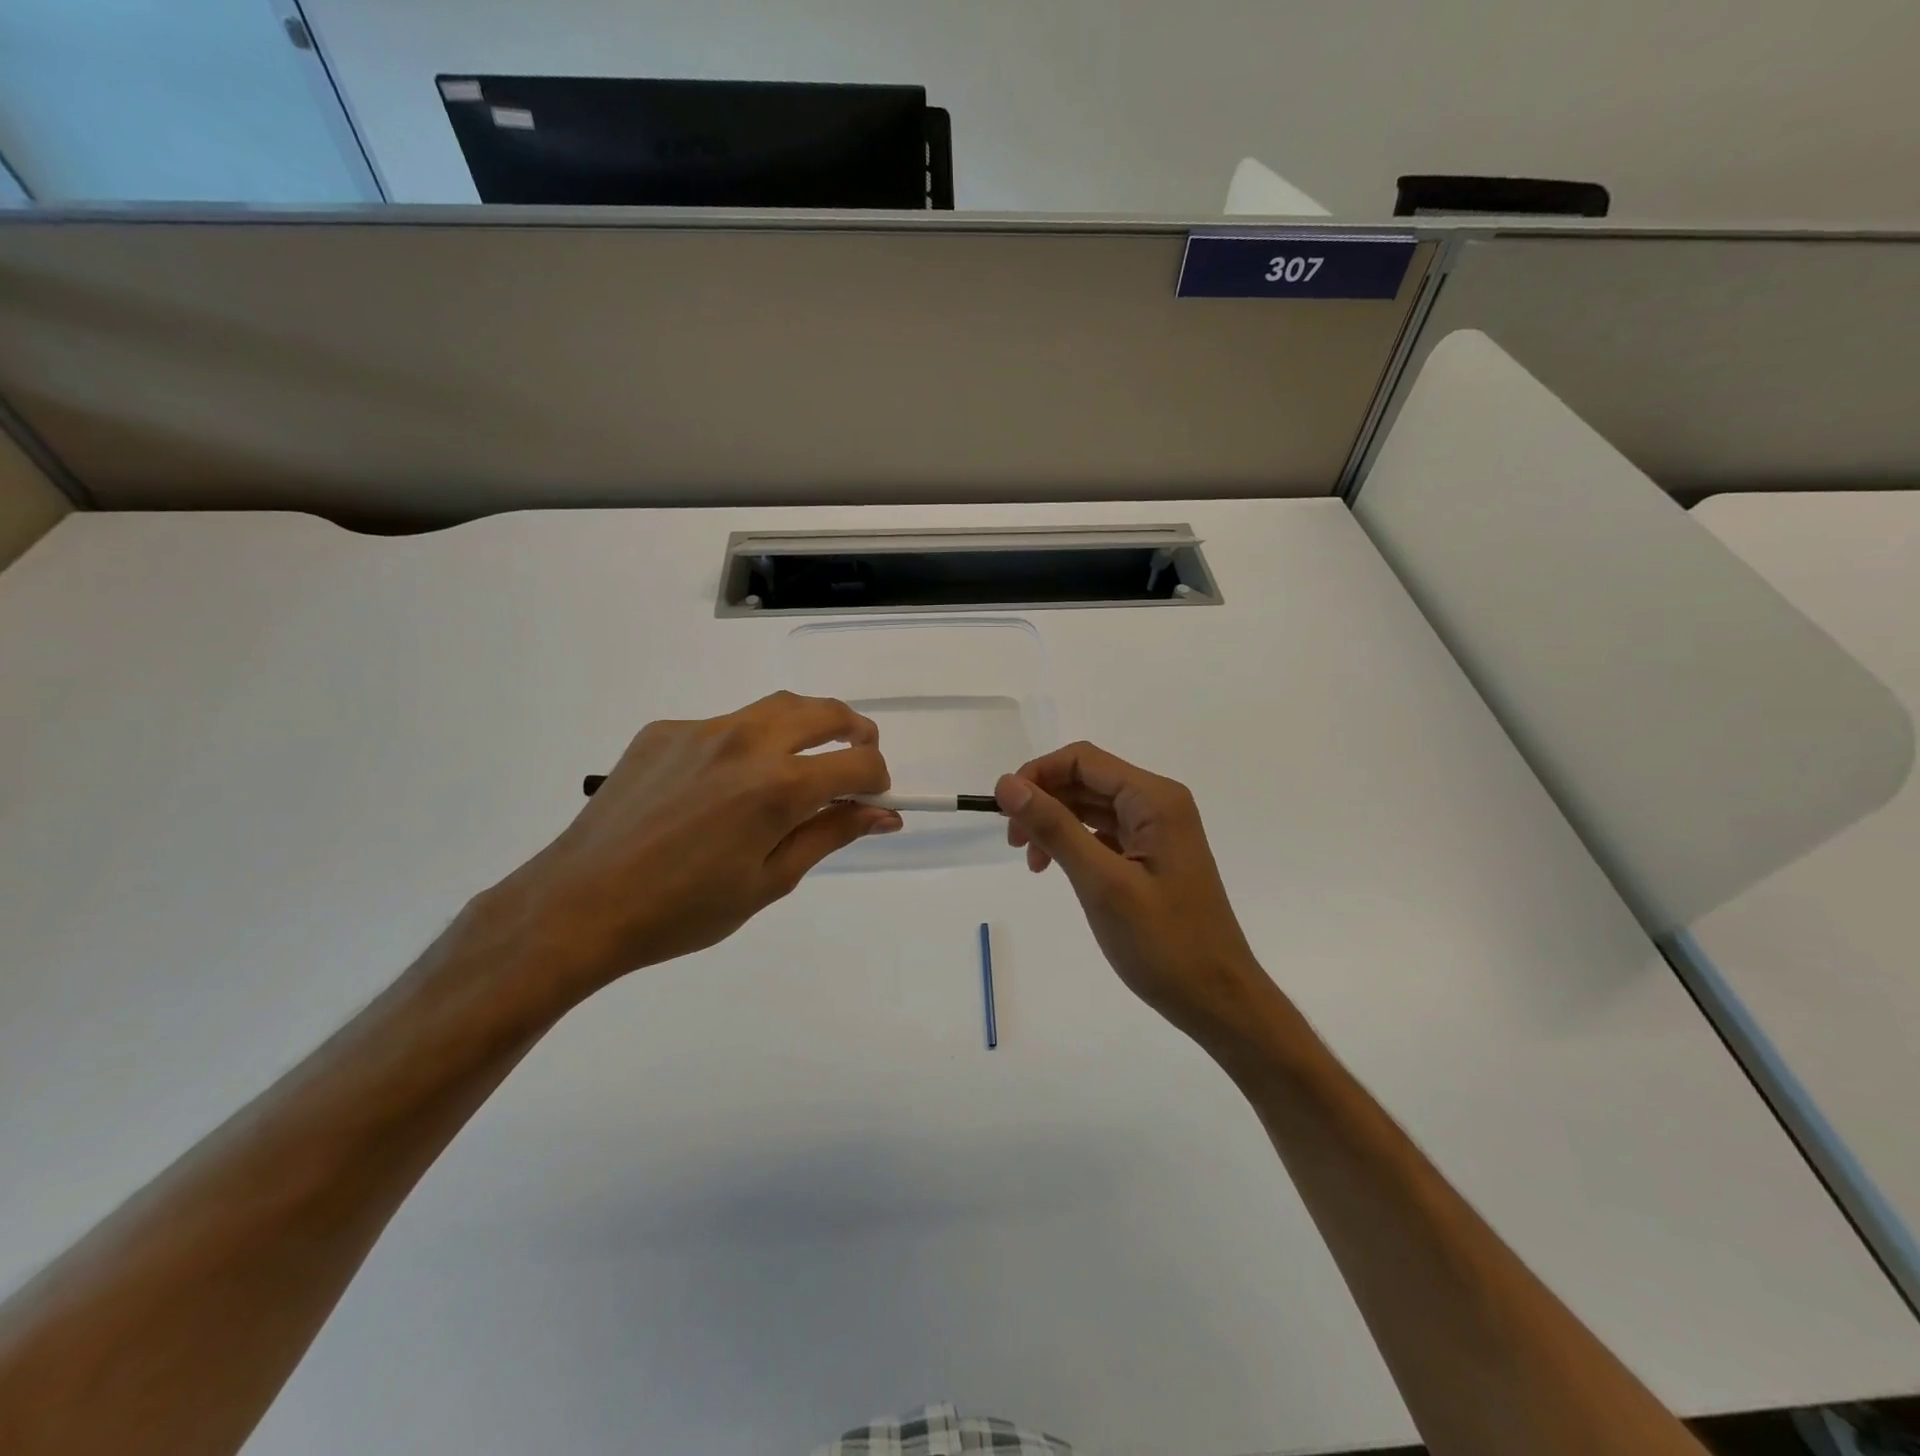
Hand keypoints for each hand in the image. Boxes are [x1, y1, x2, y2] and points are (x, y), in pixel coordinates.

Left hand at [492, 693, 899, 997]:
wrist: (579, 904)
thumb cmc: (682, 911)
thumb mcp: (769, 882)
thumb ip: (829, 835)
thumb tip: (882, 814)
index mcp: (777, 787)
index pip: (856, 763)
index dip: (877, 779)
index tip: (874, 799)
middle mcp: (745, 742)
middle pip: (823, 711)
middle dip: (855, 731)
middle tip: (859, 757)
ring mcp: (701, 729)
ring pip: (775, 707)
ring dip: (806, 725)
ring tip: (804, 758)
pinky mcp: (664, 729)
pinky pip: (723, 725)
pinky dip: (746, 743)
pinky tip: (725, 784)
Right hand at [996, 742, 1280, 1050]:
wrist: (1217, 1000)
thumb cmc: (1164, 944)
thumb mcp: (1102, 883)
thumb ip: (1055, 828)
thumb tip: (1007, 784)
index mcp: (1154, 800)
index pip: (1082, 760)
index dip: (1037, 774)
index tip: (1004, 811)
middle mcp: (1158, 804)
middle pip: (1086, 779)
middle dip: (1044, 801)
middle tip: (1014, 843)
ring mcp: (1157, 830)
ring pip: (1091, 806)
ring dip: (1055, 823)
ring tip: (1032, 862)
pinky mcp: (1152, 856)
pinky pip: (1104, 833)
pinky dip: (1074, 843)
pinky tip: (1057, 868)